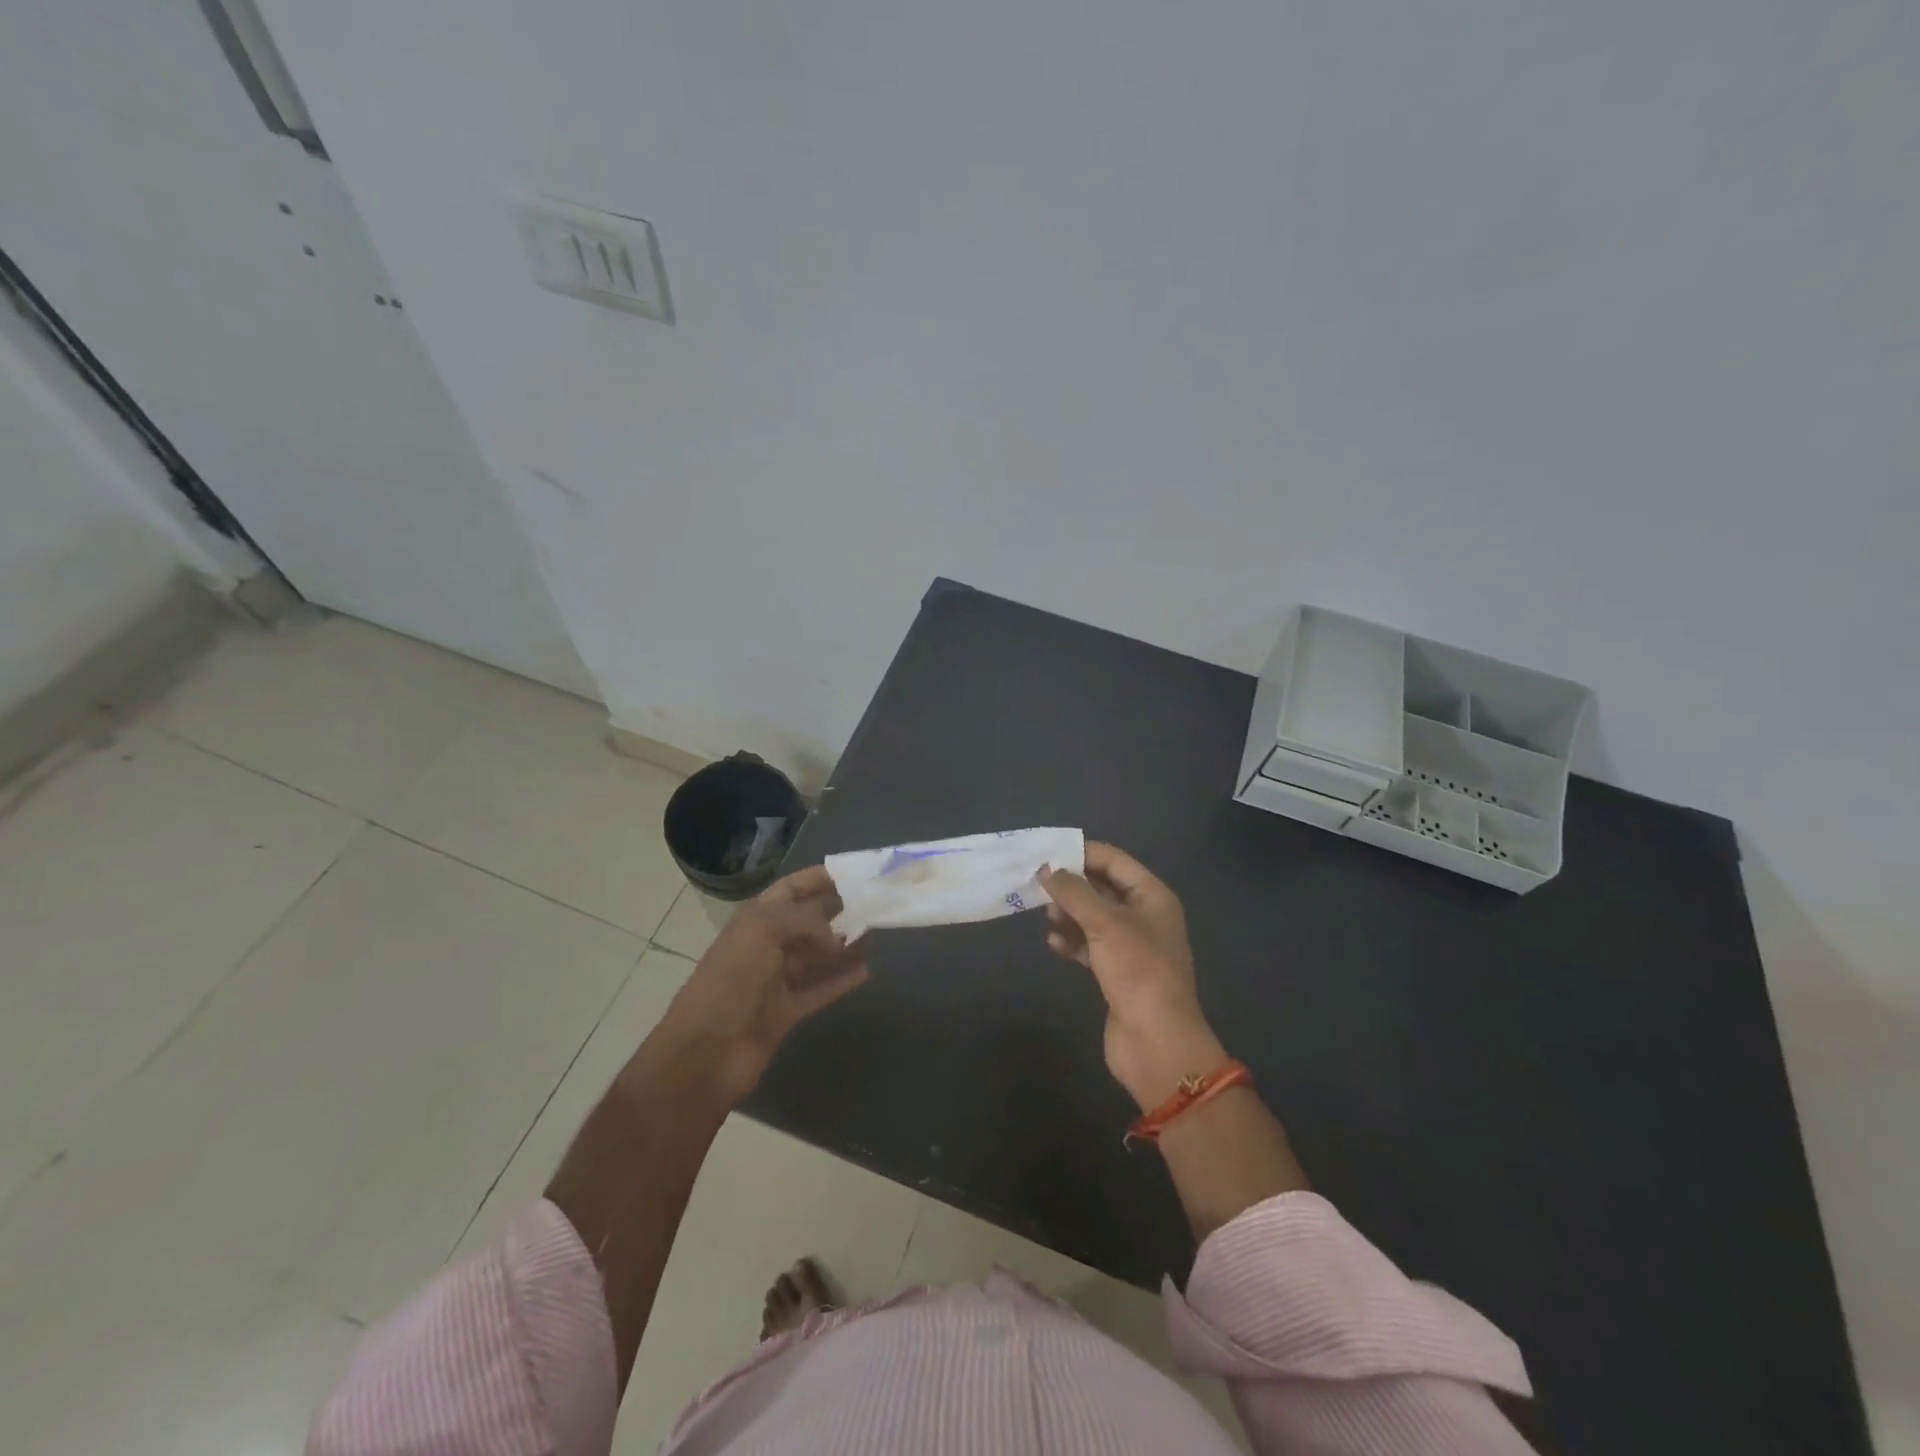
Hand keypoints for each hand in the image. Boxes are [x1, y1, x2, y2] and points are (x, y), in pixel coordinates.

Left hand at [658, 866, 868, 1102]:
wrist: (705, 1052)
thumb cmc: (731, 981)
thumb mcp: (764, 931)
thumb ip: (805, 922)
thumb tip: (836, 937)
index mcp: (755, 920)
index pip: (790, 890)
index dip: (818, 879)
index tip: (855, 874)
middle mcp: (766, 945)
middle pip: (808, 923)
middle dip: (839, 912)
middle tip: (877, 906)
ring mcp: (776, 981)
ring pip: (817, 956)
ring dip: (844, 946)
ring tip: (876, 935)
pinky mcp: (786, 1013)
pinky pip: (820, 991)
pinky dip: (841, 981)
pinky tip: (867, 971)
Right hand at [1041, 844, 1228, 1111]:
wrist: (1156, 1042)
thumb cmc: (1138, 971)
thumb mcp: (1105, 923)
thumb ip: (1074, 892)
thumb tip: (1047, 869)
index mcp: (1152, 896)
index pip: (1114, 861)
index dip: (1082, 853)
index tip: (1047, 854)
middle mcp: (1144, 916)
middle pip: (1102, 888)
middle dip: (1071, 886)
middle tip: (1038, 886)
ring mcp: (1131, 946)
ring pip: (1093, 918)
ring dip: (1069, 914)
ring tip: (1047, 918)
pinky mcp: (1116, 973)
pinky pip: (1089, 946)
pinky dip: (1072, 941)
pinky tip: (1054, 944)